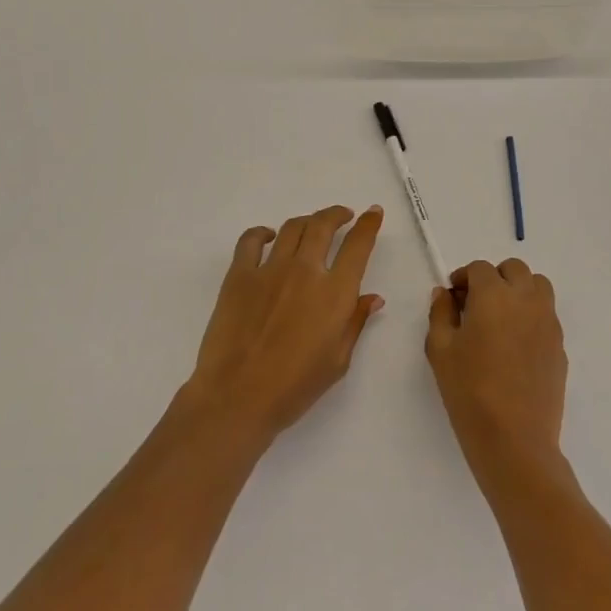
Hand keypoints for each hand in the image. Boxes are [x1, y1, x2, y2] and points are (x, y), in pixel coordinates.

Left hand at [185, 205, 385, 443]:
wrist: (237, 397)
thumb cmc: (294, 388)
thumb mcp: (337, 361)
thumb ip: (355, 323)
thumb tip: (372, 297)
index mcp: (334, 293)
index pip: (358, 246)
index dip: (368, 224)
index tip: (373, 213)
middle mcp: (305, 271)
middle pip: (323, 225)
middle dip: (336, 214)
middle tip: (342, 216)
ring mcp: (269, 269)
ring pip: (292, 227)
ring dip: (306, 221)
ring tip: (311, 226)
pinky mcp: (239, 275)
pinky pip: (250, 240)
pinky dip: (261, 233)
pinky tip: (267, 237)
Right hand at [426, 259, 566, 477]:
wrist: (514, 439)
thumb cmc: (469, 390)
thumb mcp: (440, 349)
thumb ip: (440, 313)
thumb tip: (445, 293)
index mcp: (494, 295)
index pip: (479, 268)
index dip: (463, 277)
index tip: (453, 298)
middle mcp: (526, 300)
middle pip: (514, 269)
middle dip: (494, 277)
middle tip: (476, 303)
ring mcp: (548, 322)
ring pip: (538, 287)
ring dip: (519, 291)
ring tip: (500, 318)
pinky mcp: (560, 346)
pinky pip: (547, 316)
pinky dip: (531, 316)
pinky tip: (515, 346)